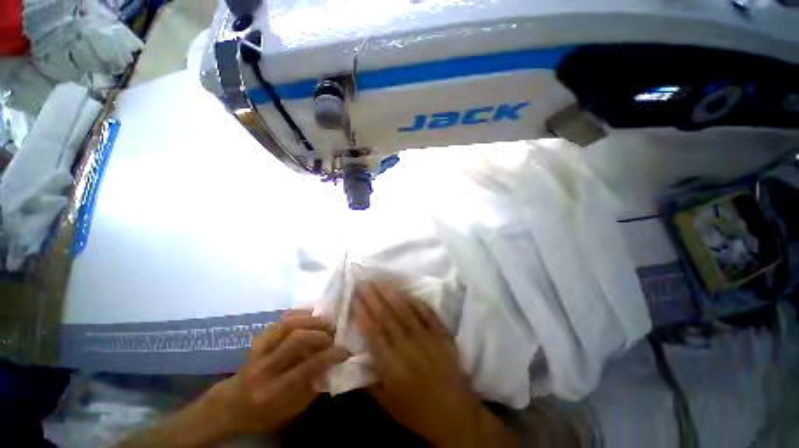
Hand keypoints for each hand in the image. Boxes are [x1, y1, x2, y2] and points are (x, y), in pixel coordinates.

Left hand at [206, 310, 349, 434]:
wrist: (231, 405)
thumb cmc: (265, 413)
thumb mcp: (292, 409)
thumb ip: (313, 386)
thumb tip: (334, 363)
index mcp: (273, 392)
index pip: (307, 367)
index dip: (330, 355)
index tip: (345, 350)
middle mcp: (264, 368)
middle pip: (296, 340)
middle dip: (320, 334)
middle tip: (334, 335)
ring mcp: (259, 350)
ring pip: (287, 325)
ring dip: (311, 320)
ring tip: (326, 323)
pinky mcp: (259, 339)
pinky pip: (280, 320)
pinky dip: (299, 314)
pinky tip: (311, 315)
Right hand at [355, 281, 516, 447]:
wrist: (456, 415)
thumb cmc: (418, 413)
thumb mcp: (388, 404)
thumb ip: (369, 382)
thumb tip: (355, 361)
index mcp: (392, 365)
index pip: (374, 333)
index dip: (364, 314)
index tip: (356, 298)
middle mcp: (408, 347)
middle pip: (387, 317)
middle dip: (374, 298)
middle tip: (365, 282)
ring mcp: (427, 338)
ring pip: (405, 311)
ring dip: (392, 295)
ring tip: (381, 281)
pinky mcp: (442, 335)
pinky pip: (428, 314)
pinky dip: (417, 302)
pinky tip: (408, 294)